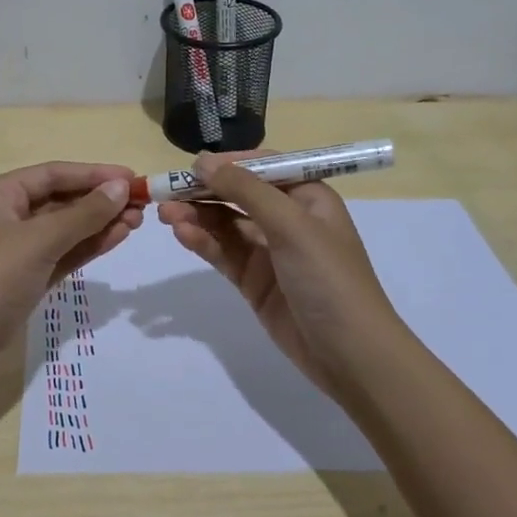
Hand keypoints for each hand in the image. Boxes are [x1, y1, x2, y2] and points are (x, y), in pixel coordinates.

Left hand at [0, 162, 142, 371]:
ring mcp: (17, 248)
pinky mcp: (27, 276)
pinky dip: (88, 245)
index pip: (53, 173)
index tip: (133, 178)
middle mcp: (7, 215)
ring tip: (137, 221)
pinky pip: (63, 252)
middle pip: (61, 199)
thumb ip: (83, 214)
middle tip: (142, 204)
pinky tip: (117, 238)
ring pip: (65, 227)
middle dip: (100, 200)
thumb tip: (121, 187)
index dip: (94, 174)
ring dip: (99, 223)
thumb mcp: (38, 241)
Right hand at [159, 151, 398, 395]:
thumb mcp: (291, 225)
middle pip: (238, 194)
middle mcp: (288, 218)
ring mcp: (269, 251)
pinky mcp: (254, 280)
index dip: (228, 163)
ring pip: (225, 223)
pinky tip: (181, 234)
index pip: (262, 167)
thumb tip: (203, 161)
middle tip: (166, 190)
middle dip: (203, 191)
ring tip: (165, 213)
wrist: (350, 355)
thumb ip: (245, 190)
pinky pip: (223, 252)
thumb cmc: (328, 278)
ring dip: (196, 216)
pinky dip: (202, 241)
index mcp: (307, 197)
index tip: (192, 166)